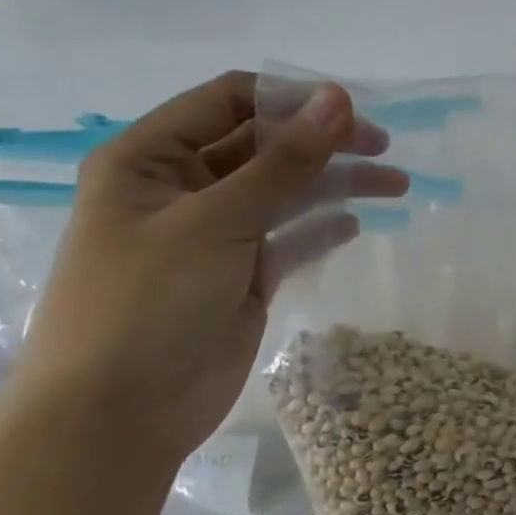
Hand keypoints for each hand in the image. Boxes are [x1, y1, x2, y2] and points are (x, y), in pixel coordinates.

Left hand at [0, 72, 406, 467]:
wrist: (118, 416)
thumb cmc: (147, 302)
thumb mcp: (217, 221)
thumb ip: (285, 161)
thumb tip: (340, 98)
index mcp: (150, 158)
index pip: (229, 100)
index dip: (291, 99)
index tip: (353, 111)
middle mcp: (182, 187)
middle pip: (265, 145)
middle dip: (324, 142)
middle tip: (384, 149)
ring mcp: (214, 233)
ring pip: (286, 191)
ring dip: (337, 184)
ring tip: (396, 186)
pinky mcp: (242, 273)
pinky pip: (290, 236)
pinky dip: (322, 228)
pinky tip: (356, 226)